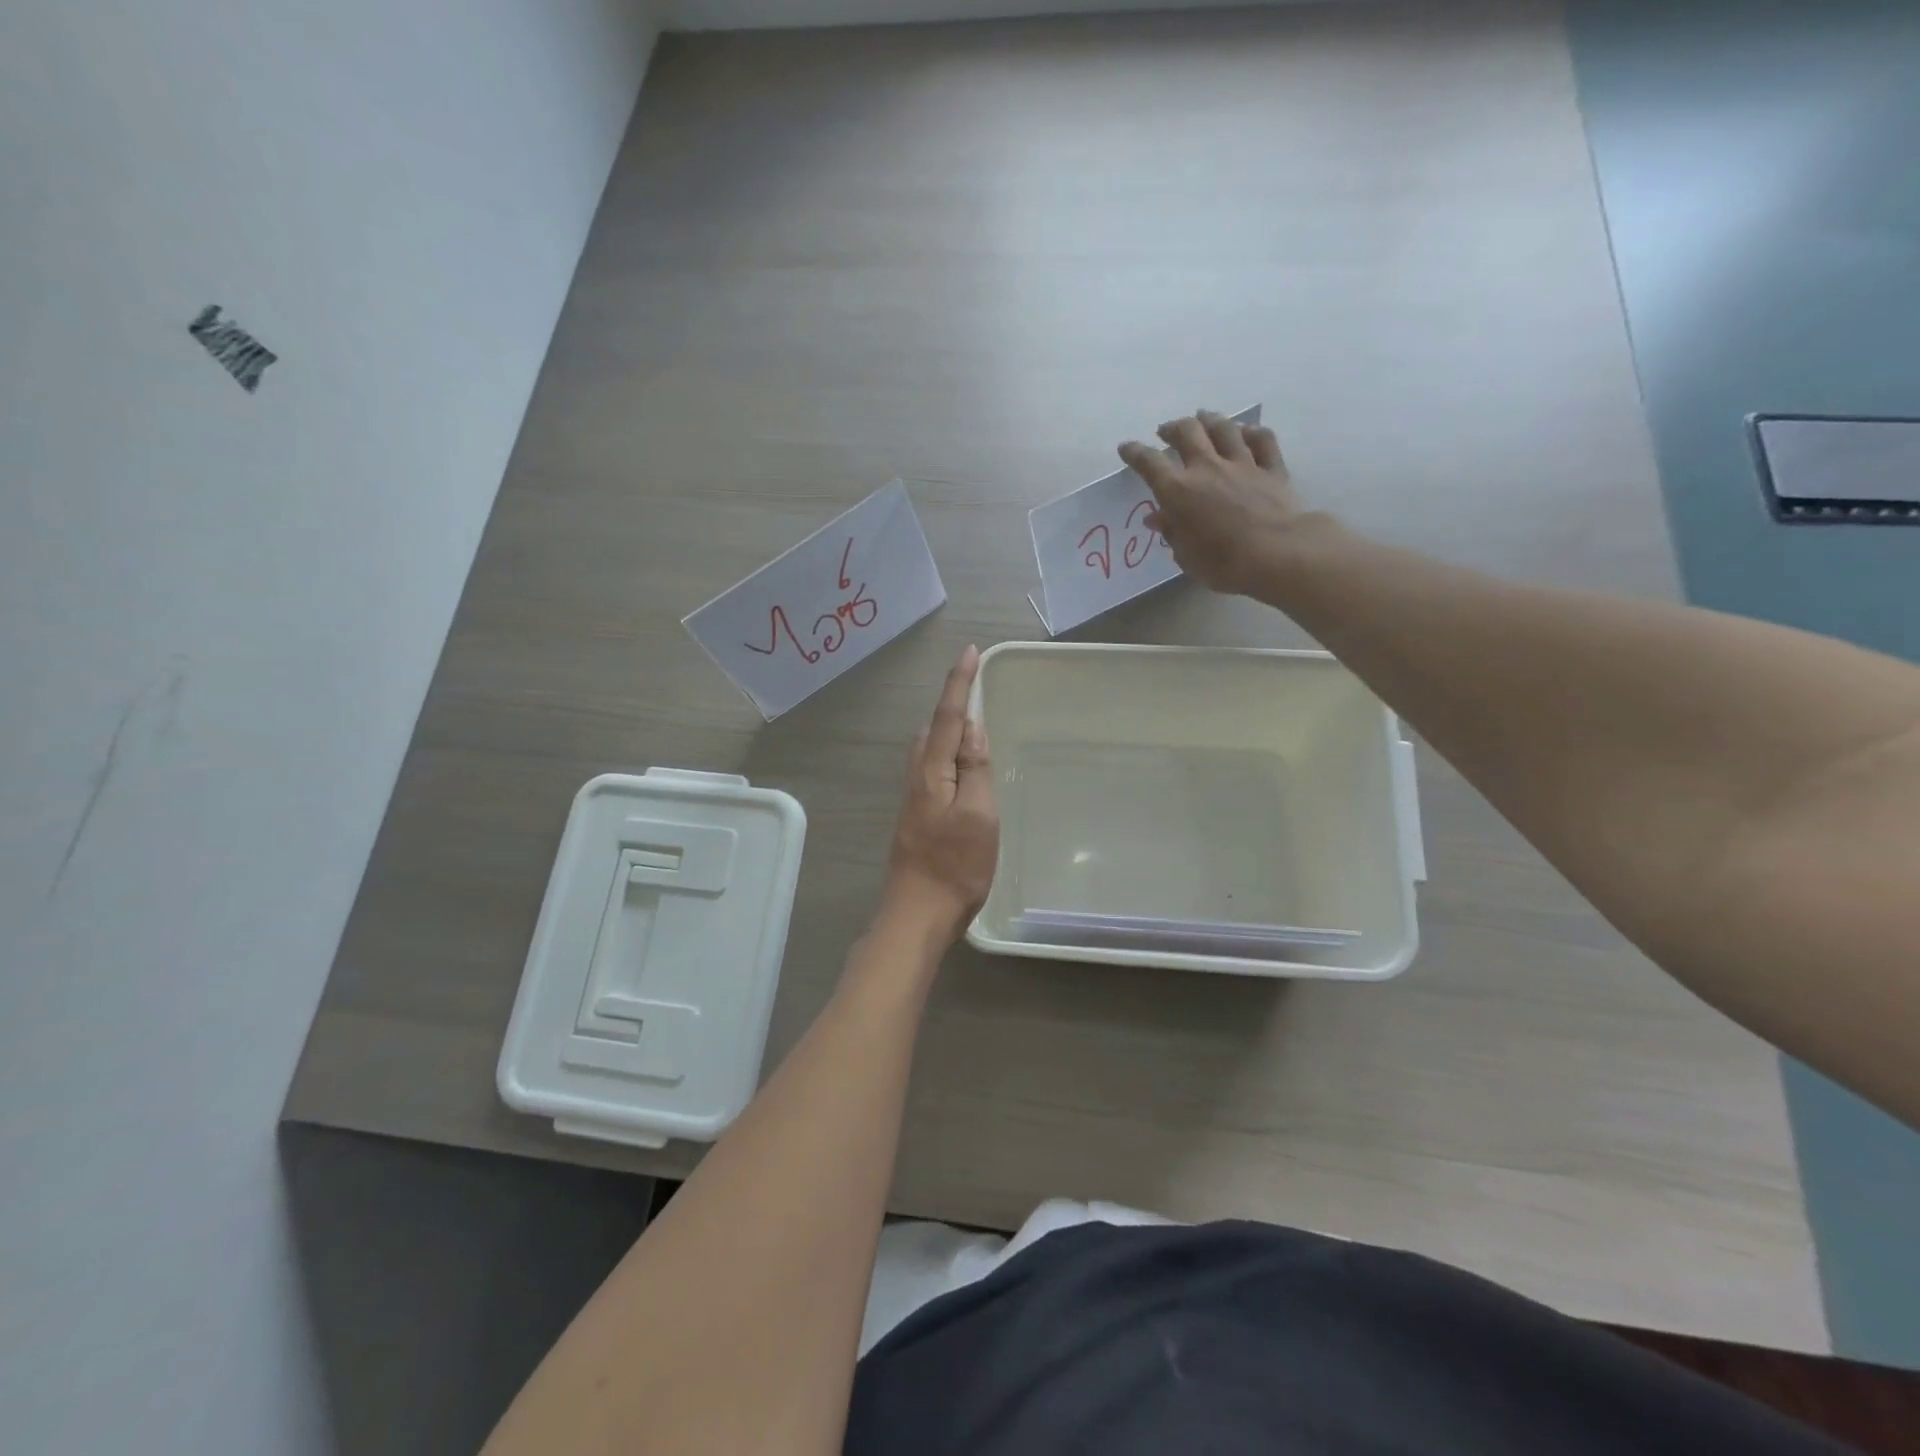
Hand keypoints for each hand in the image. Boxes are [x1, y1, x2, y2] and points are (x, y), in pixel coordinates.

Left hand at [880, 644, 998, 943]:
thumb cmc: (955, 865)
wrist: (917, 914)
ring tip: (972, 719)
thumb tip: (973, 730)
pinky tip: (960, 764)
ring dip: (948, 726)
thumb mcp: (978, 816)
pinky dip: (948, 751)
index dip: (959, 683)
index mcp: (932, 772)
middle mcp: (917, 777)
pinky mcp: (917, 815)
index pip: (948, 717)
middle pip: (933, 727)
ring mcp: (914, 798)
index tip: (970, 652)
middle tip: (975, 684)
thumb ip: (975, 770)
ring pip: (929, 748)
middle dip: (952, 701)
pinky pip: (932, 767)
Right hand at [1118, 410, 1310, 596]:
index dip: (1135, 453)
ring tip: (1202, 418)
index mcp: (1179, 491)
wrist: (1277, 554)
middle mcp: (1207, 468)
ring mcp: (1242, 464)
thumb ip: (1172, 531)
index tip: (1126, 447)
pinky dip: (1251, 432)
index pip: (1149, 463)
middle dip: (1173, 428)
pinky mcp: (1272, 468)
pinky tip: (1246, 431)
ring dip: (1209, 420)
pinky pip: (1261, 440)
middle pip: (1187, 432)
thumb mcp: (1186, 555)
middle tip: (1166, 431)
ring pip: (1223, 428)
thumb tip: (1158, 517)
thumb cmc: (1222, 563)